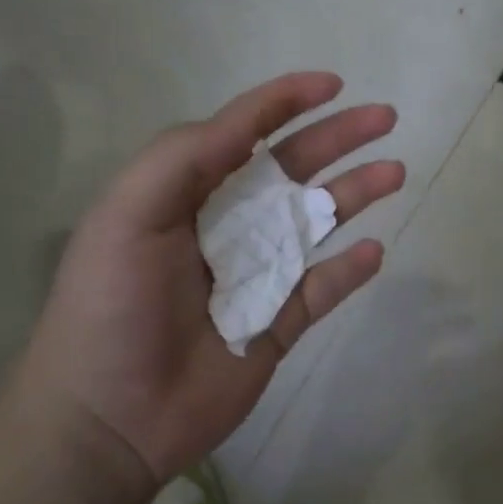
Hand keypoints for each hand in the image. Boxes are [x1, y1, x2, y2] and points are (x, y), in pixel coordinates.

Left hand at [13, 72, 403, 486]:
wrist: (108, 419)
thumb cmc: (111, 307)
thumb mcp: (128, 214)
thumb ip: (183, 157)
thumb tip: (249, 124)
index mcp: (186, 194)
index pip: (243, 133)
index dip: (285, 102)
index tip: (332, 84)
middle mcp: (226, 226)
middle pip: (293, 170)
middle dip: (338, 138)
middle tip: (385, 118)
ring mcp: (256, 275)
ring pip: (317, 223)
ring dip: (356, 193)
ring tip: (394, 172)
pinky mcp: (277, 324)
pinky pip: (322, 288)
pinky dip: (349, 270)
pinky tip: (373, 251)